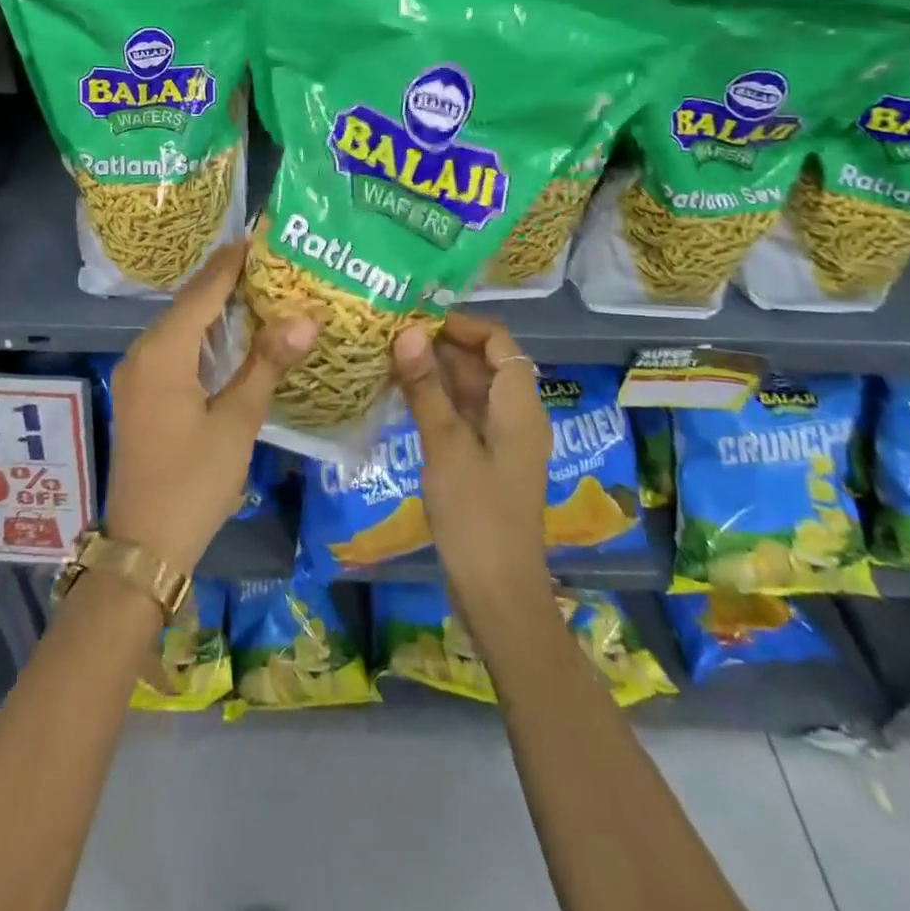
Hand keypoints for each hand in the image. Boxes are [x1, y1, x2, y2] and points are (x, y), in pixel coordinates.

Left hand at [105, 242, 318, 576]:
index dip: (233, 261)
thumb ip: (266, 365)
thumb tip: (305, 319)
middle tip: (274, 259)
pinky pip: (175, 347)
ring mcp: (138, 373)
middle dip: (228, 279)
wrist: (144, 546)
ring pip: (181, 325)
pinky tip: (234, 333)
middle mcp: (143, 352)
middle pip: (189, 302)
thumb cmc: (193, 483)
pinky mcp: (142, 392)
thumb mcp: (236, 422)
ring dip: (217, 306)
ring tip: (262, 287)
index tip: (264, 234)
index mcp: (163, 352)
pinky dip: (205, 334)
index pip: (203, 290)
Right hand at [393, 313, 551, 614]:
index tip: (417, 317)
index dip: (462, 324)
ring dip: (437, 372)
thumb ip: (426, 388)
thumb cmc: (477, 515)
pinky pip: (464, 415)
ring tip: (390, 356)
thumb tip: (407, 333)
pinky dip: (438, 400)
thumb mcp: (446, 446)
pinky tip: (402, 395)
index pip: (498, 342)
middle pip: (484, 363)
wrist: (498, 593)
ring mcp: (502, 440)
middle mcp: (516, 415)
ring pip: (471, 389)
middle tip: (392, 334)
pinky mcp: (486, 461)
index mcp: (519, 406)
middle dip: (442, 345)